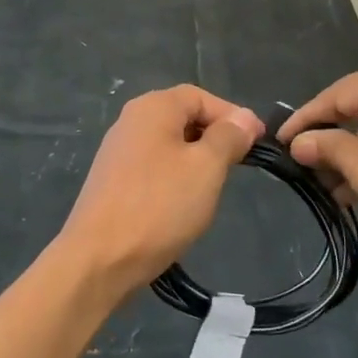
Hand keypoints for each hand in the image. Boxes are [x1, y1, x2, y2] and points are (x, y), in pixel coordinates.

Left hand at [56, 86, 264, 296]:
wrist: (99, 260)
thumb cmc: (159, 206)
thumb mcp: (206, 168)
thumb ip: (228, 137)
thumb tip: (243, 118)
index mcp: (152, 108)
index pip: (202, 97)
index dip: (233, 116)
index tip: (259, 143)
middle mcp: (131, 121)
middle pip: (183, 117)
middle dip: (216, 137)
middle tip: (241, 164)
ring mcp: (118, 152)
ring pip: (169, 144)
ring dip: (197, 159)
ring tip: (216, 186)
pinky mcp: (112, 181)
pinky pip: (154, 167)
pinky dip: (175, 177)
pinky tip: (184, 203)